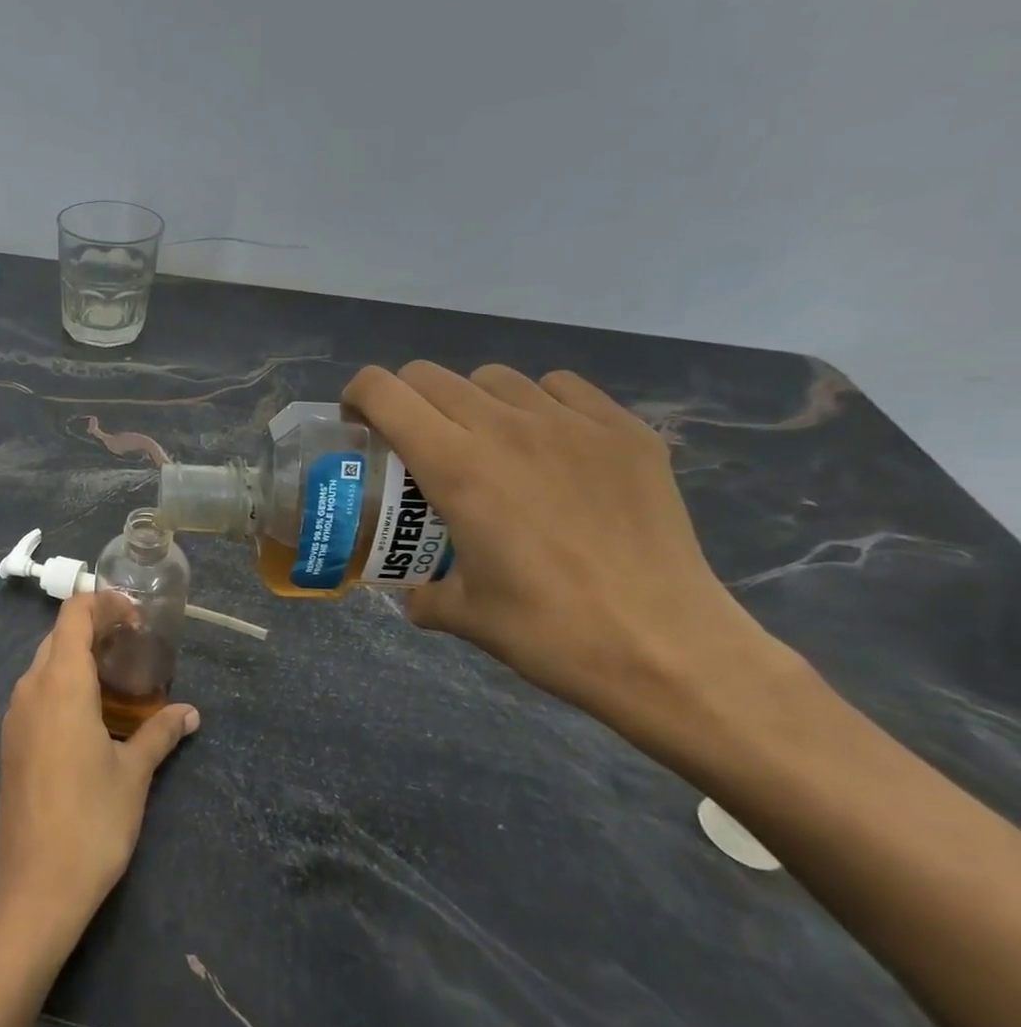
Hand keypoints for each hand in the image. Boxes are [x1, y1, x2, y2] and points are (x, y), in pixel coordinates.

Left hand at [0, 593, 198, 957]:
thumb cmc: (90, 823)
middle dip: (95, 629)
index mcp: (60, 683)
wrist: (33, 888)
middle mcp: (30, 688)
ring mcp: (15, 716)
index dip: (103, 603)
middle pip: (58, 636)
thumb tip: (190, 713)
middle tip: (136, 645)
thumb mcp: (133, 774)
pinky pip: (37, 693)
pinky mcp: (11, 741)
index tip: (137, 617)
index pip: (73, 615)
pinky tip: (92, 713)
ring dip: (78, 658)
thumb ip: (160, 732)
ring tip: (119, 677)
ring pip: (45, 664)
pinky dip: (63, 685)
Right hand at [342, 362, 780, 751]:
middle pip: (430, 376)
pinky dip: (538, 403)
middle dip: (406, 401)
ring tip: (484, 444)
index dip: (357, 398)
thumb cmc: (550, 632)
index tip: (359, 427)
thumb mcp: (461, 615)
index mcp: (455, 466)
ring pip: (494, 377)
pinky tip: (548, 445)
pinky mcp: (624, 432)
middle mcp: (505, 428)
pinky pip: (562, 388)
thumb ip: (420, 592)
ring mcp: (571, 424)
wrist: (669, 650)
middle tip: (414, 443)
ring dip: (470, 401)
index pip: (384, 391)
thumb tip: (412, 591)